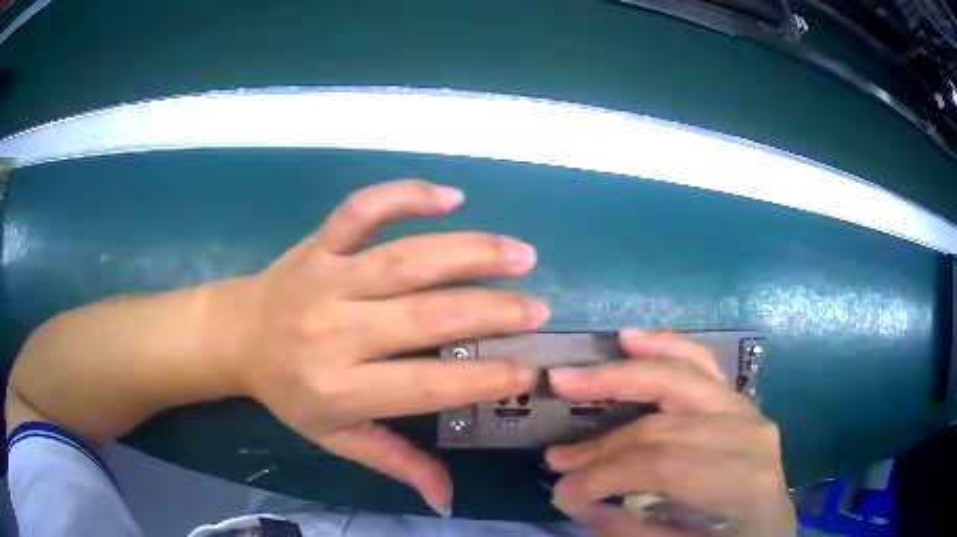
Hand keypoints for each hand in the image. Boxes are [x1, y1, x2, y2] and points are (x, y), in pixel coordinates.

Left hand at [224, 179, 548, 514]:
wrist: (235, 336)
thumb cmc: (288, 392)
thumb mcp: (334, 436)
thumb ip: (393, 462)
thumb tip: (446, 500)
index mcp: (339, 388)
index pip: (425, 385)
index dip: (483, 379)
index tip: (529, 370)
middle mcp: (335, 331)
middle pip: (425, 316)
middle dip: (492, 312)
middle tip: (538, 310)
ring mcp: (326, 277)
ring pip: (405, 259)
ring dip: (470, 252)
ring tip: (520, 255)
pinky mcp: (319, 242)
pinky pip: (362, 210)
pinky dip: (406, 196)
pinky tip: (450, 196)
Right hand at [545, 331, 794, 535]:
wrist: (770, 527)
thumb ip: (628, 529)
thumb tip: (572, 497)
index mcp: (743, 483)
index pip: (662, 466)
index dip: (605, 476)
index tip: (562, 493)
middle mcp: (750, 435)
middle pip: (665, 425)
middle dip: (603, 439)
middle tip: (555, 451)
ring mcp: (748, 411)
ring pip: (683, 377)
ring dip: (624, 376)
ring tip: (574, 377)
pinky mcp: (739, 401)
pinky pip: (703, 365)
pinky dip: (666, 346)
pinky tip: (633, 339)